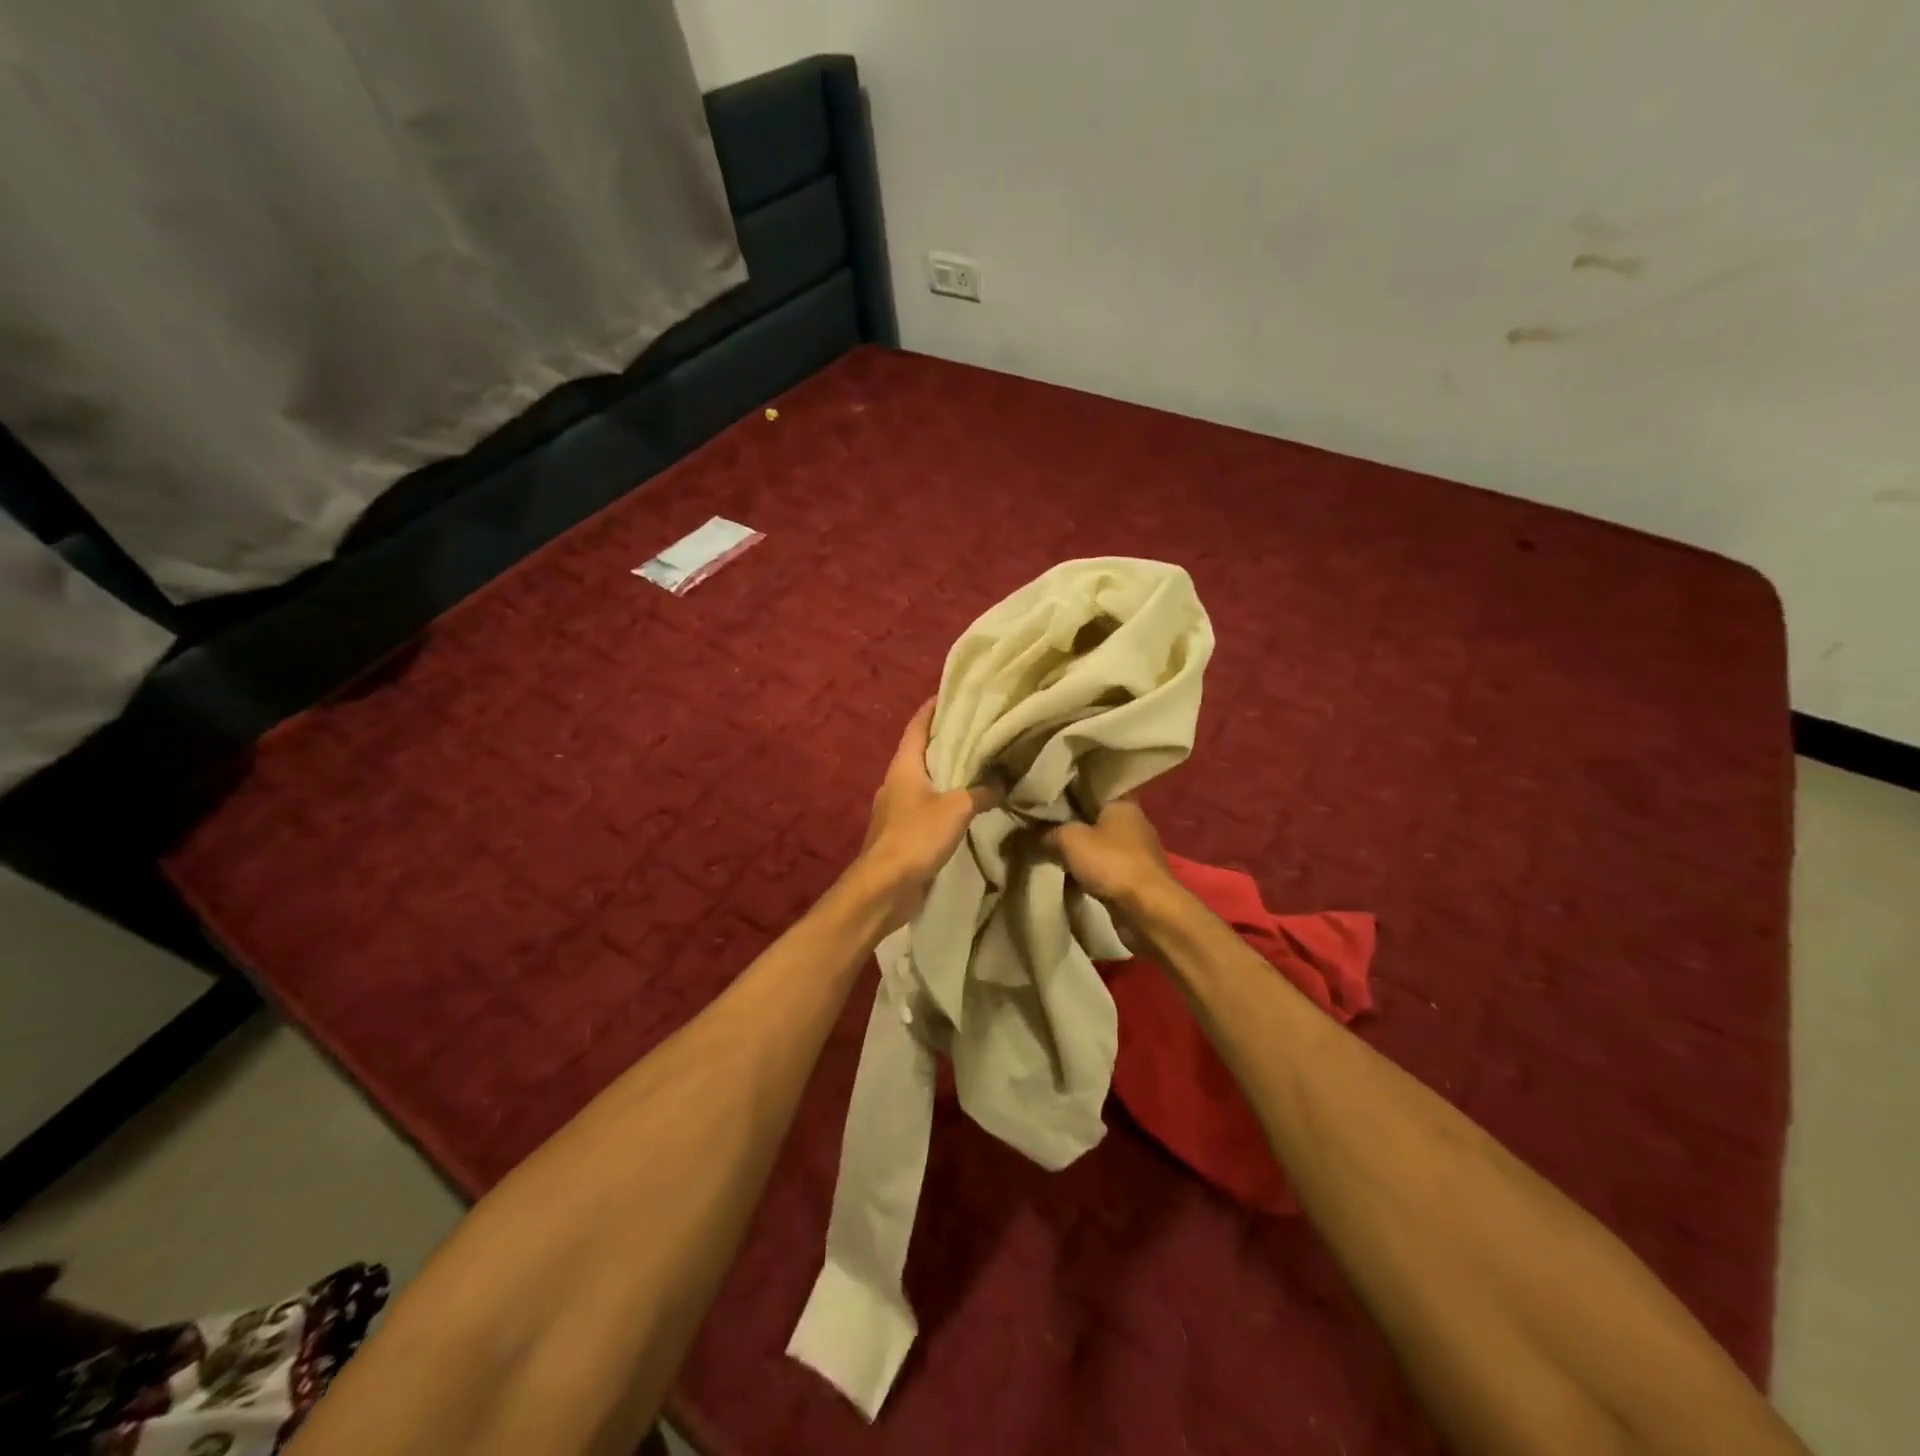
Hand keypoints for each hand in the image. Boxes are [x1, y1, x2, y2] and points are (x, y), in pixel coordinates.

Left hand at [856, 700, 1002, 930]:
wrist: (885, 887)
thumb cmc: (916, 836)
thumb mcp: (956, 808)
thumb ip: (981, 792)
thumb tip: (1003, 782)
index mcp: (903, 766)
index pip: (917, 726)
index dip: (931, 709)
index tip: (950, 694)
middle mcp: (896, 782)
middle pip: (921, 753)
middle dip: (946, 741)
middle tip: (977, 730)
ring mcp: (897, 809)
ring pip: (925, 782)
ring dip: (947, 774)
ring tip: (978, 766)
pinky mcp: (903, 834)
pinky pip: (927, 808)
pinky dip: (945, 802)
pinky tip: (967, 806)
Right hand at [1045, 798, 1174, 909]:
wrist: (1147, 910)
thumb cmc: (1111, 863)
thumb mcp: (1069, 840)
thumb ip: (1049, 831)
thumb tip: (1034, 832)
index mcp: (1123, 803)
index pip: (1091, 790)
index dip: (1067, 793)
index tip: (1045, 800)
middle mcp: (1134, 823)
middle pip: (1095, 818)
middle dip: (1071, 824)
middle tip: (1041, 827)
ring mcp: (1138, 852)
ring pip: (1100, 844)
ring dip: (1081, 851)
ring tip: (1051, 851)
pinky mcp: (1136, 877)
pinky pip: (1106, 867)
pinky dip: (1090, 871)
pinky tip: (1070, 875)